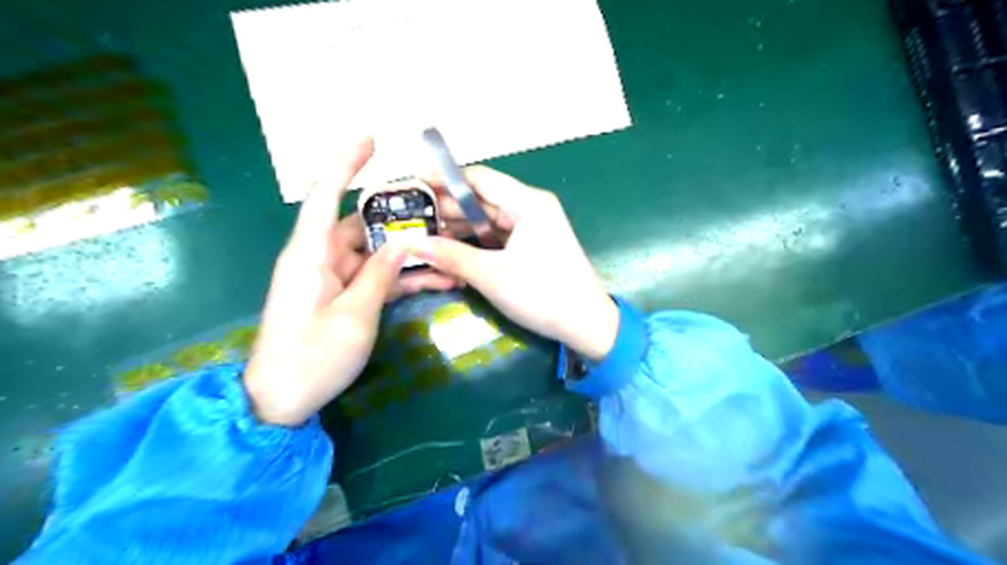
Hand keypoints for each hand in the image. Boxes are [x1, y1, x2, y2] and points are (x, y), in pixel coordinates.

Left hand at [248, 139, 457, 424]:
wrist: (280, 401)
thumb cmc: (312, 357)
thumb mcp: (355, 316)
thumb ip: (381, 275)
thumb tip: (403, 243)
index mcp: (310, 254)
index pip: (325, 196)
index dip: (345, 163)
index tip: (370, 139)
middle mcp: (319, 258)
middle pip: (360, 225)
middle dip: (399, 219)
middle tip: (438, 212)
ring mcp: (331, 278)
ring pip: (374, 253)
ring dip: (408, 254)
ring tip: (449, 253)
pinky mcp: (341, 296)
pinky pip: (375, 277)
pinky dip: (401, 277)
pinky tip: (437, 280)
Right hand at [411, 167, 621, 360]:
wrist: (586, 325)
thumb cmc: (542, 294)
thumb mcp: (492, 275)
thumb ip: (451, 255)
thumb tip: (412, 243)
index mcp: (528, 203)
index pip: (478, 179)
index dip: (444, 181)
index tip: (413, 187)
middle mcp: (531, 208)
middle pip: (482, 200)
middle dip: (447, 208)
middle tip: (410, 217)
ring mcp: (533, 228)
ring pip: (488, 220)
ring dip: (459, 228)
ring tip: (423, 234)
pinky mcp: (533, 246)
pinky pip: (498, 237)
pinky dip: (476, 243)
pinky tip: (450, 250)